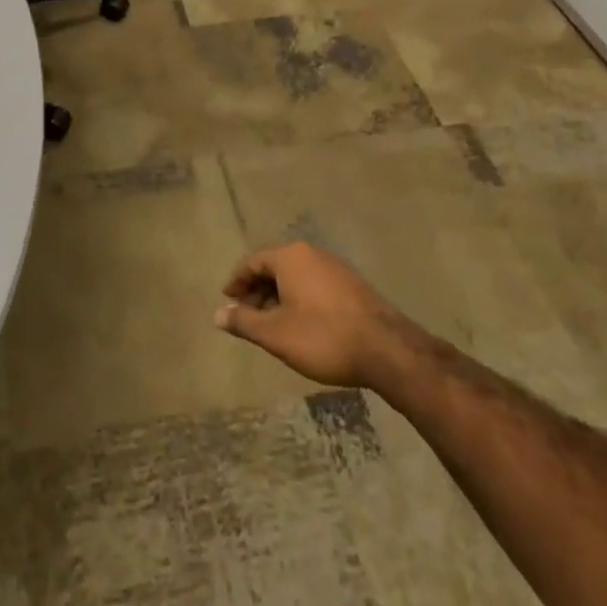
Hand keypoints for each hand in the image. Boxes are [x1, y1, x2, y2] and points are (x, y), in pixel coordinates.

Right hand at [215, 241, 413, 388]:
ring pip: (296, 277)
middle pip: (275, 266)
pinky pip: (315, 285)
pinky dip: (300, 299)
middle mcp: (312, 254)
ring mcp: (336, 268)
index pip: (252, 261)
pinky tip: (301, 325)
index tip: (228, 300)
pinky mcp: (353, 286)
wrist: (388, 351)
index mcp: (290, 257)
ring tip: (272, 324)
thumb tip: (218, 314)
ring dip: (279, 297)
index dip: (236, 281)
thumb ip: (244, 321)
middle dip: (257, 290)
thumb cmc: (323, 337)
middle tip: (247, 316)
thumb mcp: (275, 334)